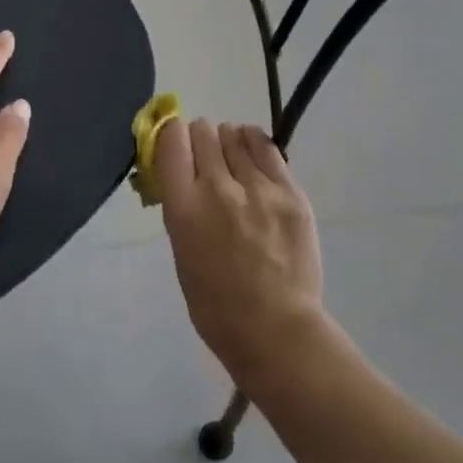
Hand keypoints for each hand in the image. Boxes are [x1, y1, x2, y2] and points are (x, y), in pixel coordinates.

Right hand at [155, 119, 328, 388]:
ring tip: (232, 154)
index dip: (171, 135)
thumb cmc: (216, 306)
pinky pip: (268, 149)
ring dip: (228, 141)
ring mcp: (258, 188)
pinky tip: (253, 148)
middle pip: (204, 133)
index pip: (171, 143)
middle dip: (200, 138)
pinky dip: (255, 144)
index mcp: (183, 209)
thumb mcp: (182, 254)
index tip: (176, 142)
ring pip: (235, 137)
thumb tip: (184, 180)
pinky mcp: (290, 192)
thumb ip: (183, 211)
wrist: (275, 328)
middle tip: (205, 154)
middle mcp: (218, 188)